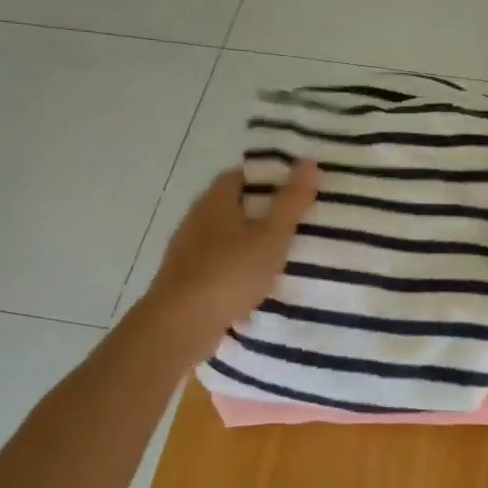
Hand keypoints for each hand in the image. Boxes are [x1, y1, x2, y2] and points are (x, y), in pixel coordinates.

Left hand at [134, 161, 317, 363]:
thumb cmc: (229, 272)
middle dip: (263, 210)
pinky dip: (239, 265)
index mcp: (215, 200)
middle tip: (298, 219)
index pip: (242, 175)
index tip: (297, 187)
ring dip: (251, 240)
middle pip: (234, 204)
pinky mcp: (186, 278)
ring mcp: (188, 250)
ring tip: (284, 252)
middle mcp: (197, 219)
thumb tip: (308, 161)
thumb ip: (291, 201)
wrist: (180, 325)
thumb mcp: (271, 235)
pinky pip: (219, 262)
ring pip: (226, 235)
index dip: (269, 177)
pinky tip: (258, 281)